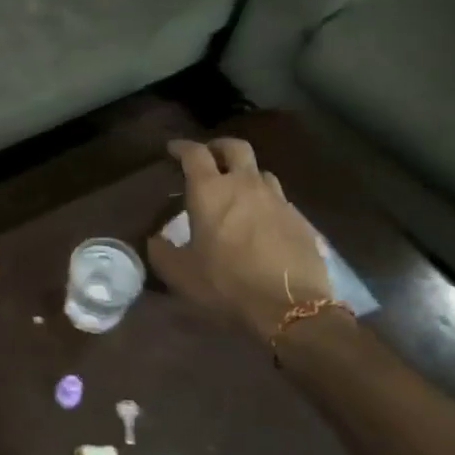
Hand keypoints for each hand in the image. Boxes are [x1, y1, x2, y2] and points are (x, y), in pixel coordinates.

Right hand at [147, 137, 334, 342]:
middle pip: (235, 148)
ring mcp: (277, 200)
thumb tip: (155, 240)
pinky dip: (266, 203)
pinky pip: (279, 201)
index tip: (173, 150)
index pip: (194, 153)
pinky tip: (262, 223)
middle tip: (210, 158)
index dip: (182, 147)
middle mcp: (245, 185)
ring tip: (238, 192)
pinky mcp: (299, 220)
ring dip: (246, 175)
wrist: (291, 308)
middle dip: (219, 147)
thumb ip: (162, 252)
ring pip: (261, 172)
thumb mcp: (181, 274)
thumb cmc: (226, 284)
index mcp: (210, 191)